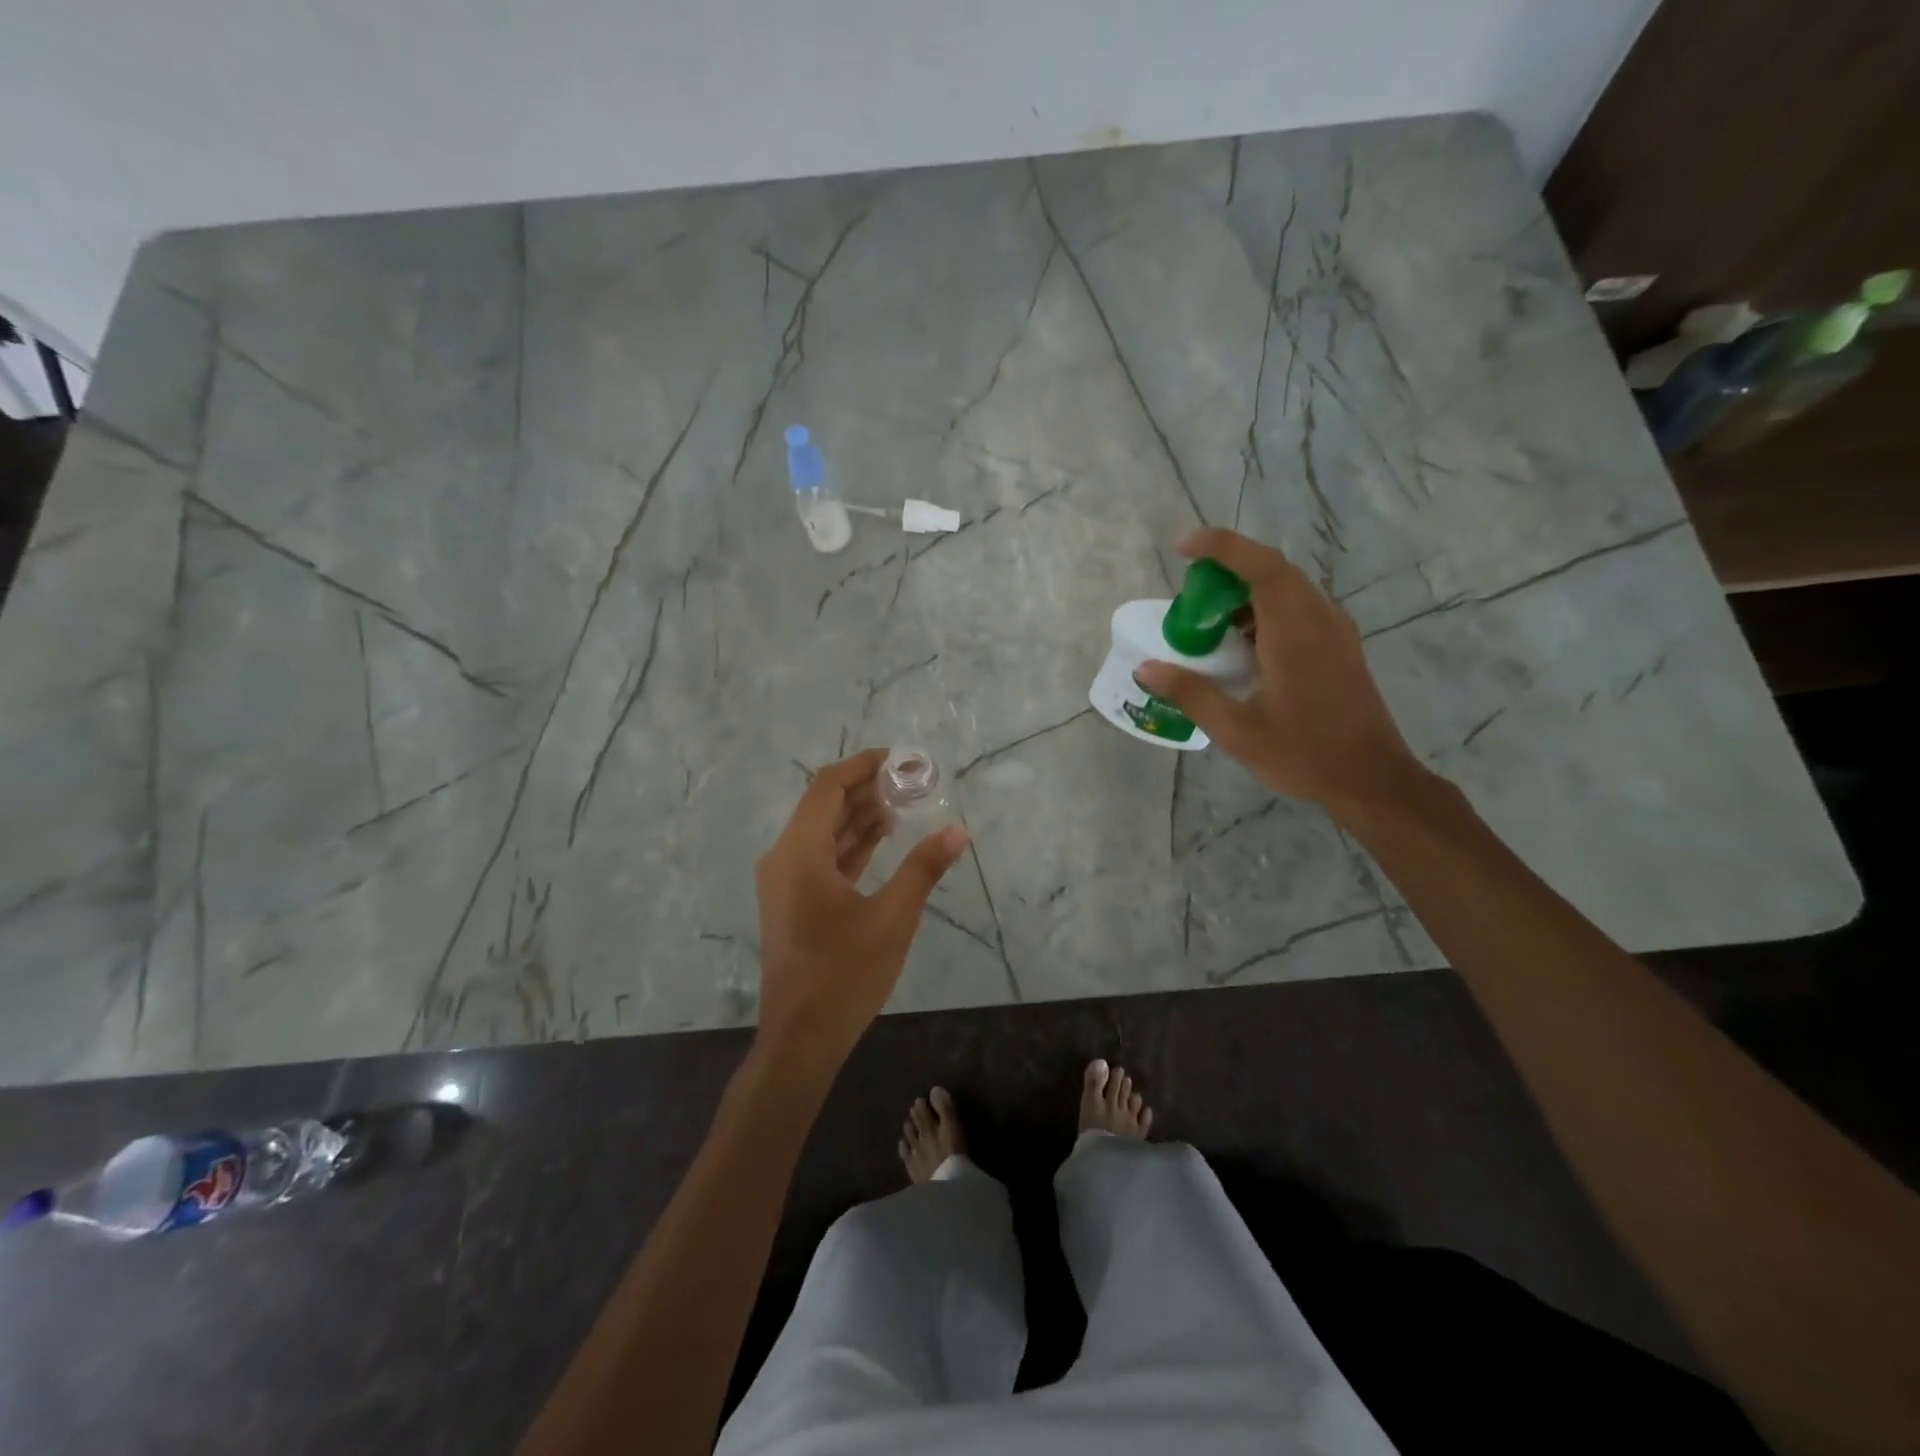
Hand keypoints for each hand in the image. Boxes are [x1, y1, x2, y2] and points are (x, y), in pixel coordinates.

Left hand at [753, 748, 969, 1070]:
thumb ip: (924, 868)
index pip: (827, 787)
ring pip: (823, 832)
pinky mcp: (794, 902)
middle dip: (866, 789)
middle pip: (824, 805)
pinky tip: (883, 838)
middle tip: (911, 780)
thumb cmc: (844, 974)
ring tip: (904, 802)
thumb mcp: (892, 918)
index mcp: (799, 853)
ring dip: (860, 816)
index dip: (862, 766)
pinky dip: (851, 844)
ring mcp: (786, 882)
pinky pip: (822, 857)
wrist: (801, 1039)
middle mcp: (785, 859)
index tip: (899, 759)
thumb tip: (959, 830)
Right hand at [1136, 529, 1423, 821]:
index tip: (1182, 545)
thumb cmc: (1304, 754)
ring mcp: (1335, 631)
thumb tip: (1146, 668)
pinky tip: (1244, 645)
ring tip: (1210, 622)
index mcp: (1295, 633)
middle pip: (1272, 571)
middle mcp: (1319, 619)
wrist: (1372, 779)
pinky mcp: (1340, 646)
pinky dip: (1265, 610)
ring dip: (1246, 591)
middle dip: (1227, 569)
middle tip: (1190, 596)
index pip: (1260, 567)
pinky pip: (1299, 608)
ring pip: (1287, 588)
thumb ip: (1190, 694)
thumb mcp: (1237, 731)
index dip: (1221, 547)